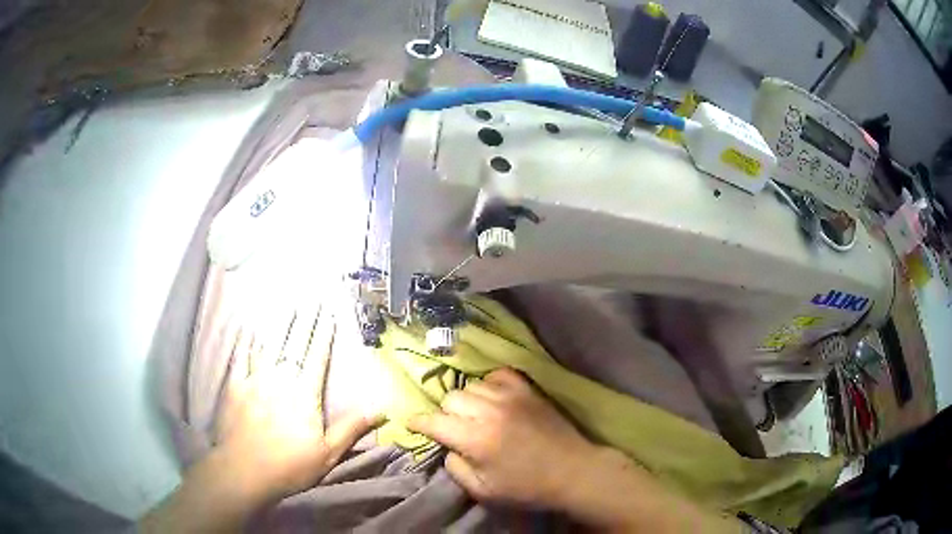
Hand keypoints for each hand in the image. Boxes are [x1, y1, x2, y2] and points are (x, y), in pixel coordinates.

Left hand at [216, 314, 381, 501]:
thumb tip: (381, 410)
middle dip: (303, 321)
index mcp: (304, 394)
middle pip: (293, 345)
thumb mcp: (328, 453)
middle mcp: (280, 379)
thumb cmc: (289, 466)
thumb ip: (351, 428)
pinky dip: (244, 343)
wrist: (244, 472)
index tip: (328, 314)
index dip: (323, 334)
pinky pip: (240, 359)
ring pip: (267, 345)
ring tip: (284, 306)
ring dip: (277, 325)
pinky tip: (247, 330)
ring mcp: (254, 380)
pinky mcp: (234, 387)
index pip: (316, 357)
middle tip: (310, 300)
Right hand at [409, 368, 741, 532]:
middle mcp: (488, 412)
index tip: (412, 422)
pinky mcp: (528, 390)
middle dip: (446, 413)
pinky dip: (489, 384)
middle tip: (454, 427)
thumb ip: (456, 467)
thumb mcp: (483, 490)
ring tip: (475, 414)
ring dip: (467, 400)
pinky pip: (498, 374)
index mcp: (475, 439)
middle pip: (451, 398)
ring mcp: (510, 397)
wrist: (572, 471)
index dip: (419, 422)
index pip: (434, 422)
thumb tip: (447, 447)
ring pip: (472, 385)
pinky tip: (493, 397)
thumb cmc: (527, 487)